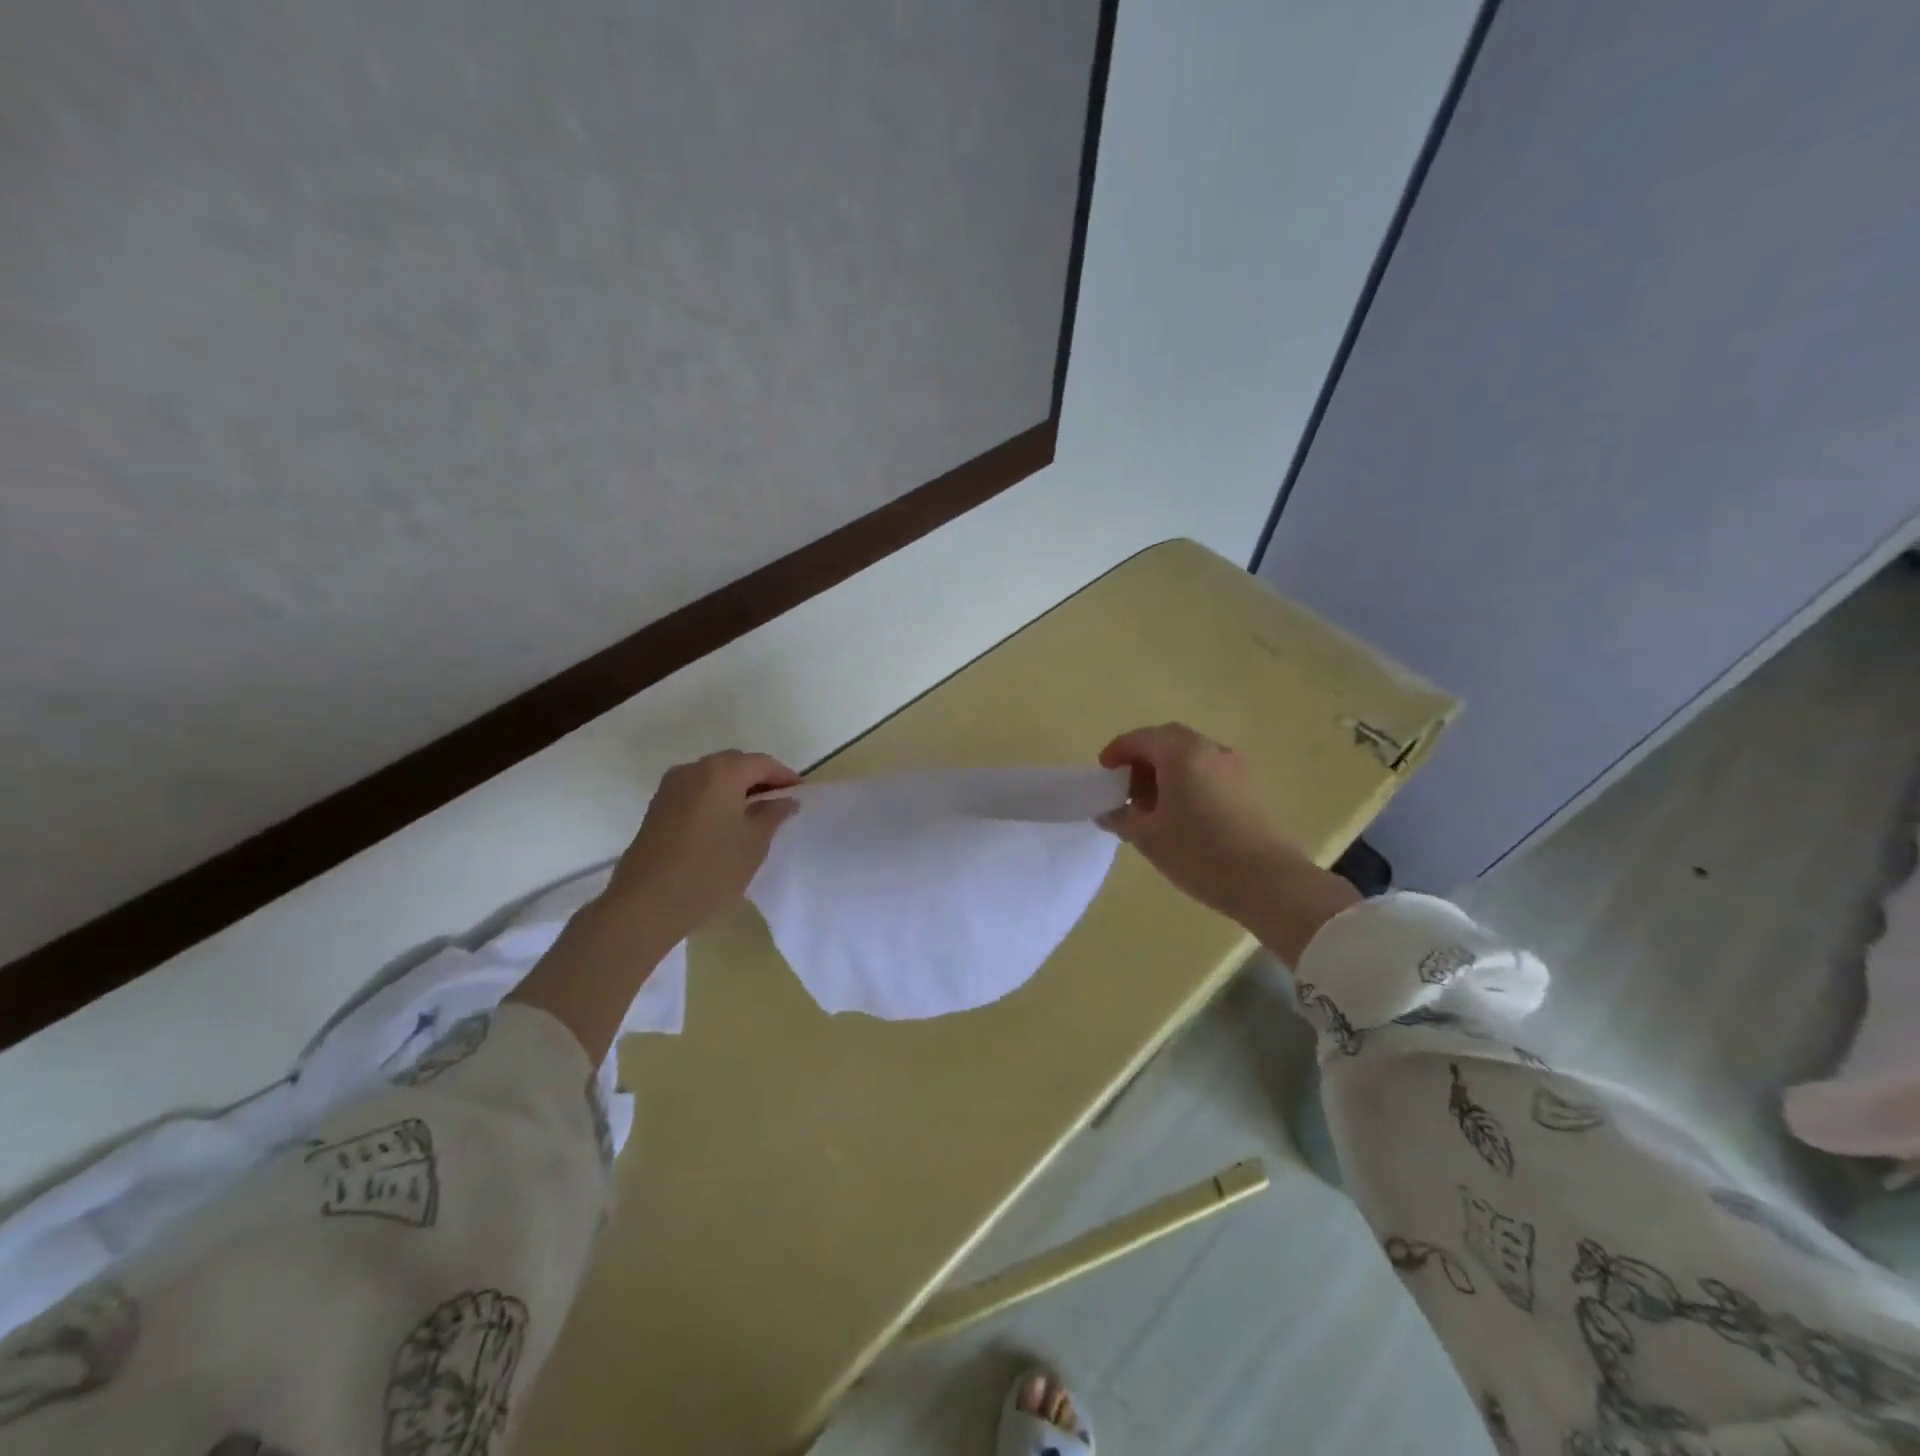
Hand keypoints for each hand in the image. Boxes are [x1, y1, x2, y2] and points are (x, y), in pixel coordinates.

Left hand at [604, 749, 802, 942]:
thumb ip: (773, 814)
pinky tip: (726, 824)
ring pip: (713, 778)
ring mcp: (671, 787)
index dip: (785, 777)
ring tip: (755, 815)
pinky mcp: (658, 807)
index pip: (762, 763)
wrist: (646, 903)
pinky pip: (696, 792)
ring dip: (736, 790)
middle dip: (760, 780)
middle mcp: (693, 769)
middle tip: (780, 804)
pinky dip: (716, 799)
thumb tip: (785, 800)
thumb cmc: (710, 869)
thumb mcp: (754, 843)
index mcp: (722, 772)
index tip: (801, 794)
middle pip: (735, 764)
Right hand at [1098, 723, 1357, 959]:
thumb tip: (1107, 811)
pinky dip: (1190, 782)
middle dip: (1143, 760)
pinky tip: (1185, 816)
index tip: (1104, 774)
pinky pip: (1211, 772)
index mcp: (1182, 753)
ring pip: (1192, 756)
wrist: (1271, 884)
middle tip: (1127, 790)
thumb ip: (1121, 817)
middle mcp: (1211, 749)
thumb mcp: (1148, 837)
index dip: (1117, 752)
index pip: (1141, 738)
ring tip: (1154, 807)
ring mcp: (1237, 767)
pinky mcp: (1253, 788)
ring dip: (1167, 772)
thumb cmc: (1200, 854)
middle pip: (1168, 742)